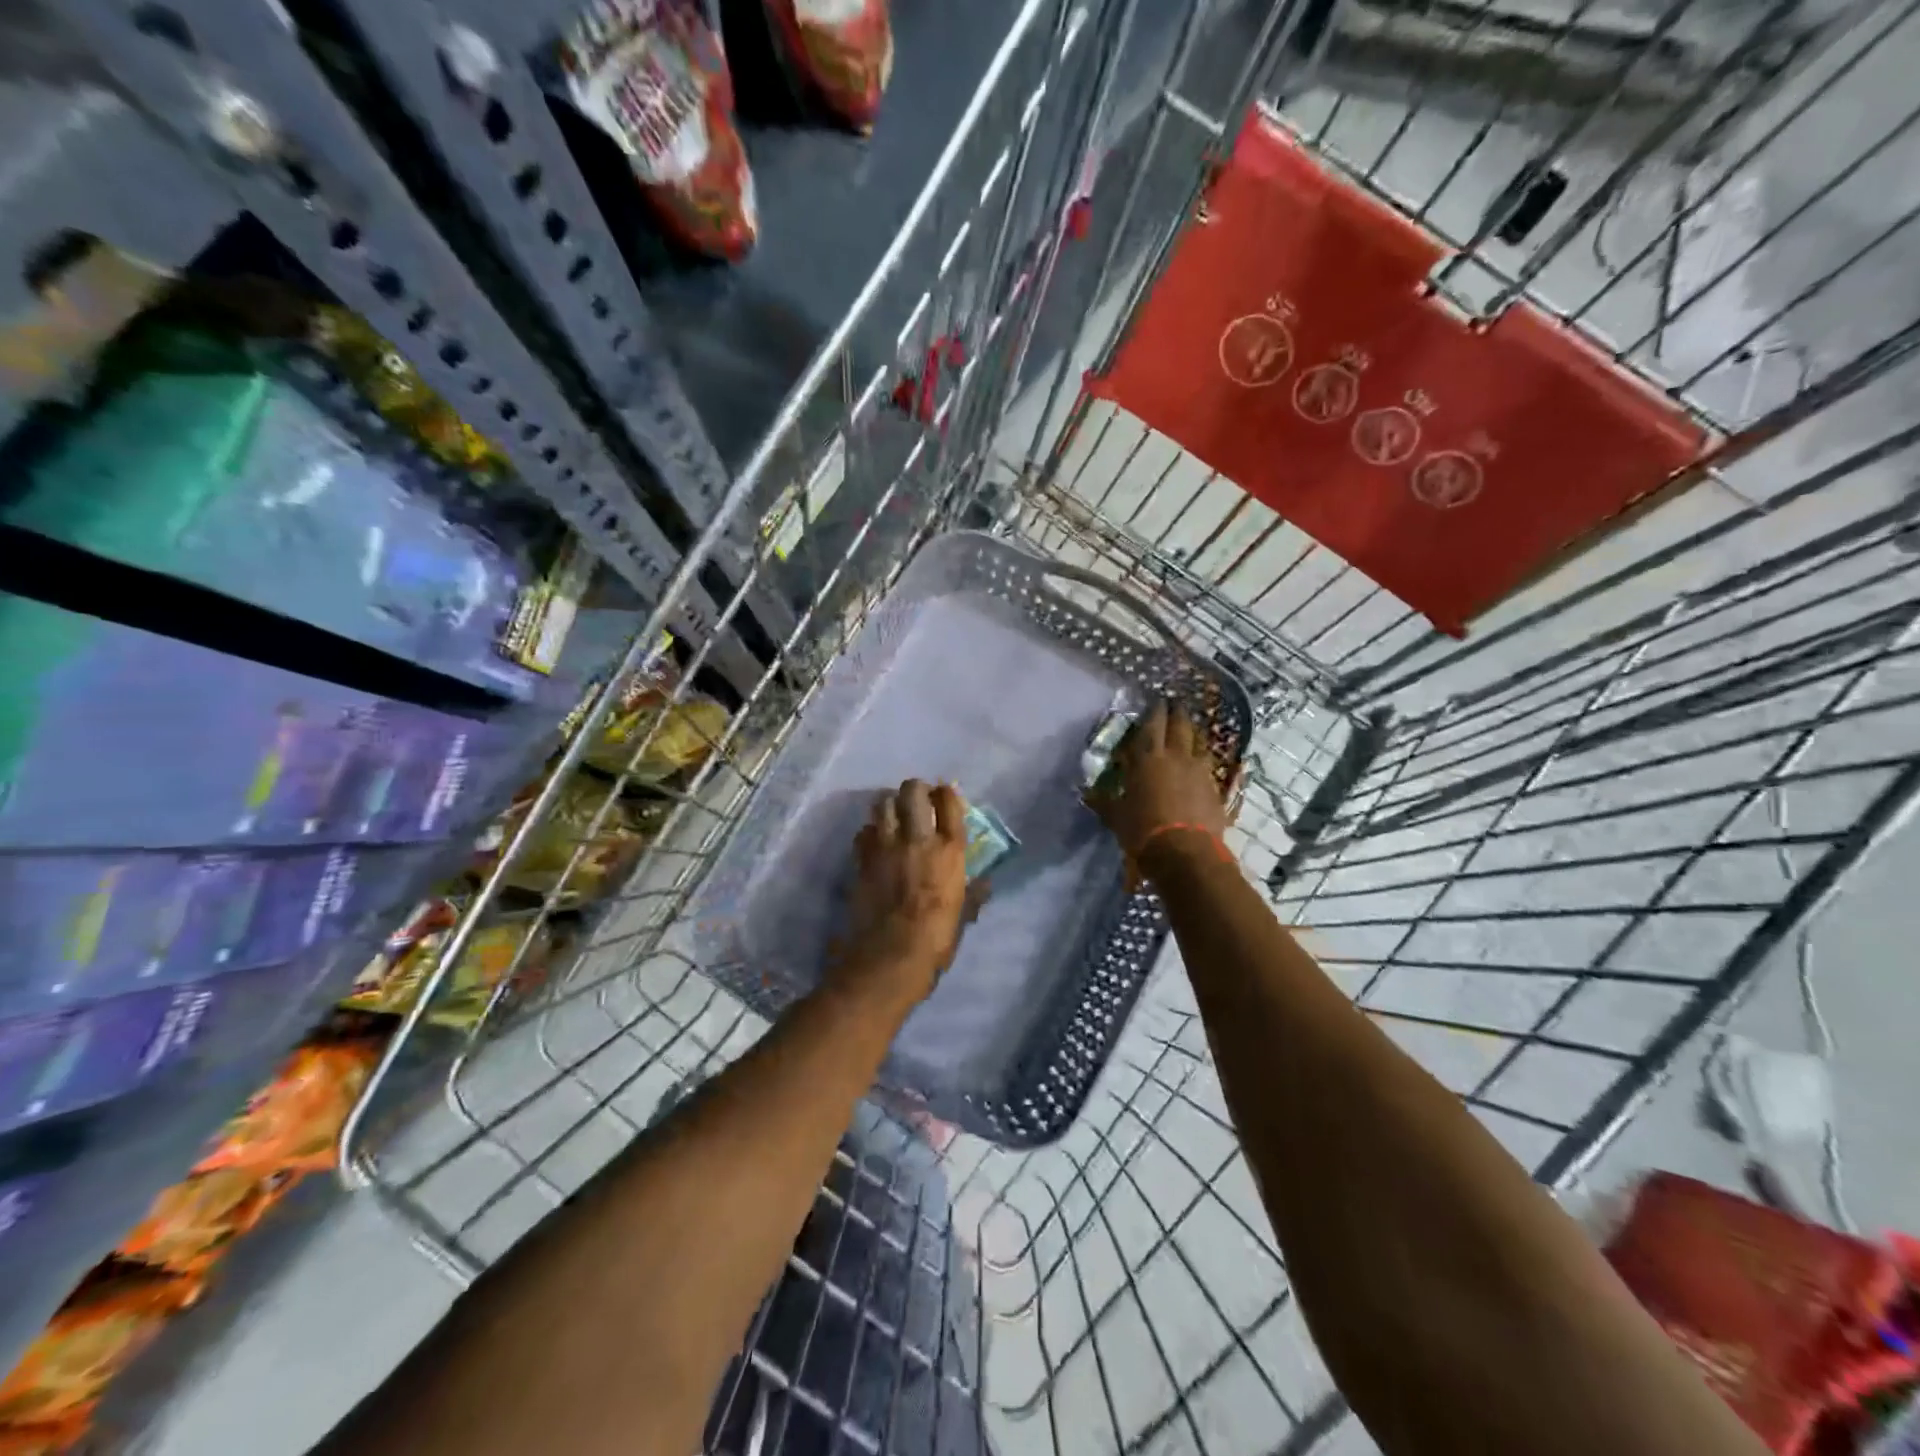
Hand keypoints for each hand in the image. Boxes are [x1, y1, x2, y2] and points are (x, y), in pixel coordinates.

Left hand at [831, 780, 971, 1008]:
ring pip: (882, 804)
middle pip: (912, 791)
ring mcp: (886, 847)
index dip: (947, 793)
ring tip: (893, 814)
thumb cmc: (935, 939)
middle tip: (917, 800)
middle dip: (915, 790)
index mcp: (949, 850)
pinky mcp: (862, 860)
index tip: (945, 797)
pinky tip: (874, 842)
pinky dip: (869, 832)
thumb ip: (974, 894)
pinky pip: (863, 832)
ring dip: (889, 804)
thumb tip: (985, 883)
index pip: (949, 802)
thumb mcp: (963, 916)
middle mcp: (918, 839)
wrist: (890, 957)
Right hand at [1087, 700, 1229, 870]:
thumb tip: (1086, 794)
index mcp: (1148, 758)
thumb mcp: (1116, 817)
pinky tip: (1200, 767)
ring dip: (1193, 736)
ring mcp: (1199, 771)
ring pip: (1199, 743)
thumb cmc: (1143, 831)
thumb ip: (1103, 802)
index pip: (1151, 724)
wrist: (1185, 854)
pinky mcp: (1215, 789)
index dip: (1154, 710)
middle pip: (1180, 725)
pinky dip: (1203, 762)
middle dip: (1177, 713)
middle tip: (1175, 705)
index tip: (1156, 700)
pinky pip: (1209, 767)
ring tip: (1189, 733)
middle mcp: (1176, 756)